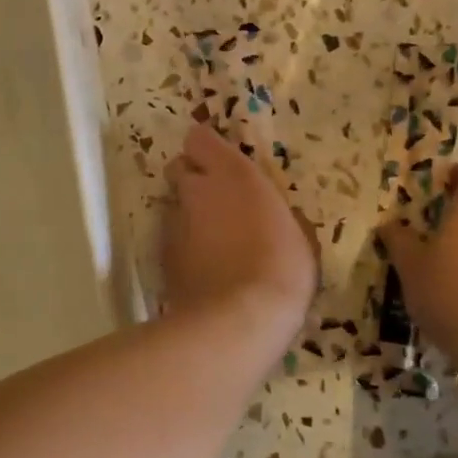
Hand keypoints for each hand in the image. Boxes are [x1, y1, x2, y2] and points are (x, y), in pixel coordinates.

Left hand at [163, 123, 315, 332]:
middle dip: (192, 180)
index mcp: (232, 173)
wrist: (239, 319)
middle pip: (179, 169)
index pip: (199, 139)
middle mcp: (196, 190)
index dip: (206, 149)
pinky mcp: (162, 256)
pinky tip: (201, 268)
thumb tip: (269, 214)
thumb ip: (271, 211)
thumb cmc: (281, 267)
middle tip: (215, 202)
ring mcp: (173, 223)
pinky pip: (169, 240)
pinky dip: (182, 248)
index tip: (220, 163)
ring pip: (172, 206)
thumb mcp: (295, 233)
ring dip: (187, 215)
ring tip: (210, 242)